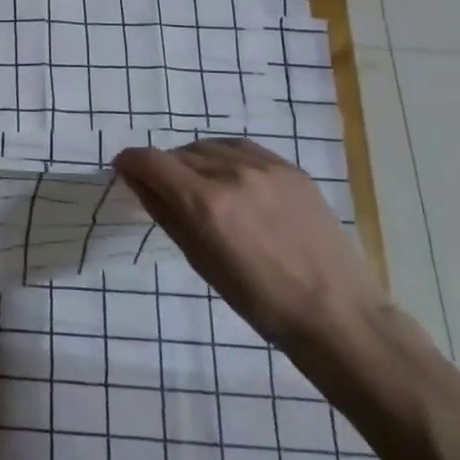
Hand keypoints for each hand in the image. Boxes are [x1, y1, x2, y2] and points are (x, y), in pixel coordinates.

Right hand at [113, 138, 387, 349]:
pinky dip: (225, 158)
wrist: (336, 313)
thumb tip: (137, 181)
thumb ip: (165, 213)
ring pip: (209, 147)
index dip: (129, 162)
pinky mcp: (290, 167)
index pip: (149, 160)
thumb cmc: (259, 300)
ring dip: (194, 161)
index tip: (124, 171)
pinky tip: (232, 180)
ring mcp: (264, 166)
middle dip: (163, 169)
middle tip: (167, 193)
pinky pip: (241, 148)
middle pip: (178, 153)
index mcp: (204, 203)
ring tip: (202, 187)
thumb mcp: (200, 260)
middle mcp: (231, 173)